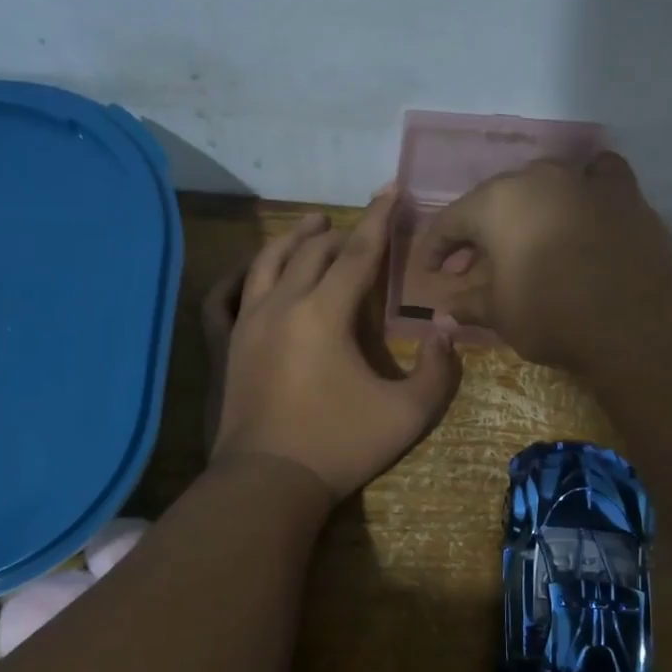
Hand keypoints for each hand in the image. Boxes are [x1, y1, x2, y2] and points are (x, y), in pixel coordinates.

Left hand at [206, 193, 459, 500]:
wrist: (269, 482)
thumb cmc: (341, 445)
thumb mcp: (408, 414)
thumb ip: (437, 370)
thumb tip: (444, 331)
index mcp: (324, 313)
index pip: (357, 253)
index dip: (378, 220)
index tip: (390, 190)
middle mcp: (282, 305)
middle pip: (312, 252)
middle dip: (339, 232)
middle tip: (359, 227)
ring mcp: (248, 323)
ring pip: (267, 263)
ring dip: (292, 239)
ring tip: (309, 225)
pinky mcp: (228, 345)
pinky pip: (227, 296)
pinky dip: (241, 274)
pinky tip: (251, 270)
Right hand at [421, 153, 671, 368]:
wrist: (635, 320)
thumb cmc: (552, 314)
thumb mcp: (500, 315)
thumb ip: (468, 305)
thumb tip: (442, 313)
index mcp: (495, 203)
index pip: (451, 222)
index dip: (435, 249)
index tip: (429, 273)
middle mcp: (536, 178)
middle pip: (494, 201)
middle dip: (479, 233)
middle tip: (472, 266)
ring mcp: (582, 179)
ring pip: (543, 185)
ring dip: (527, 210)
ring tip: (525, 241)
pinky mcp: (623, 192)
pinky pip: (596, 176)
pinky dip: (584, 187)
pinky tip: (583, 203)